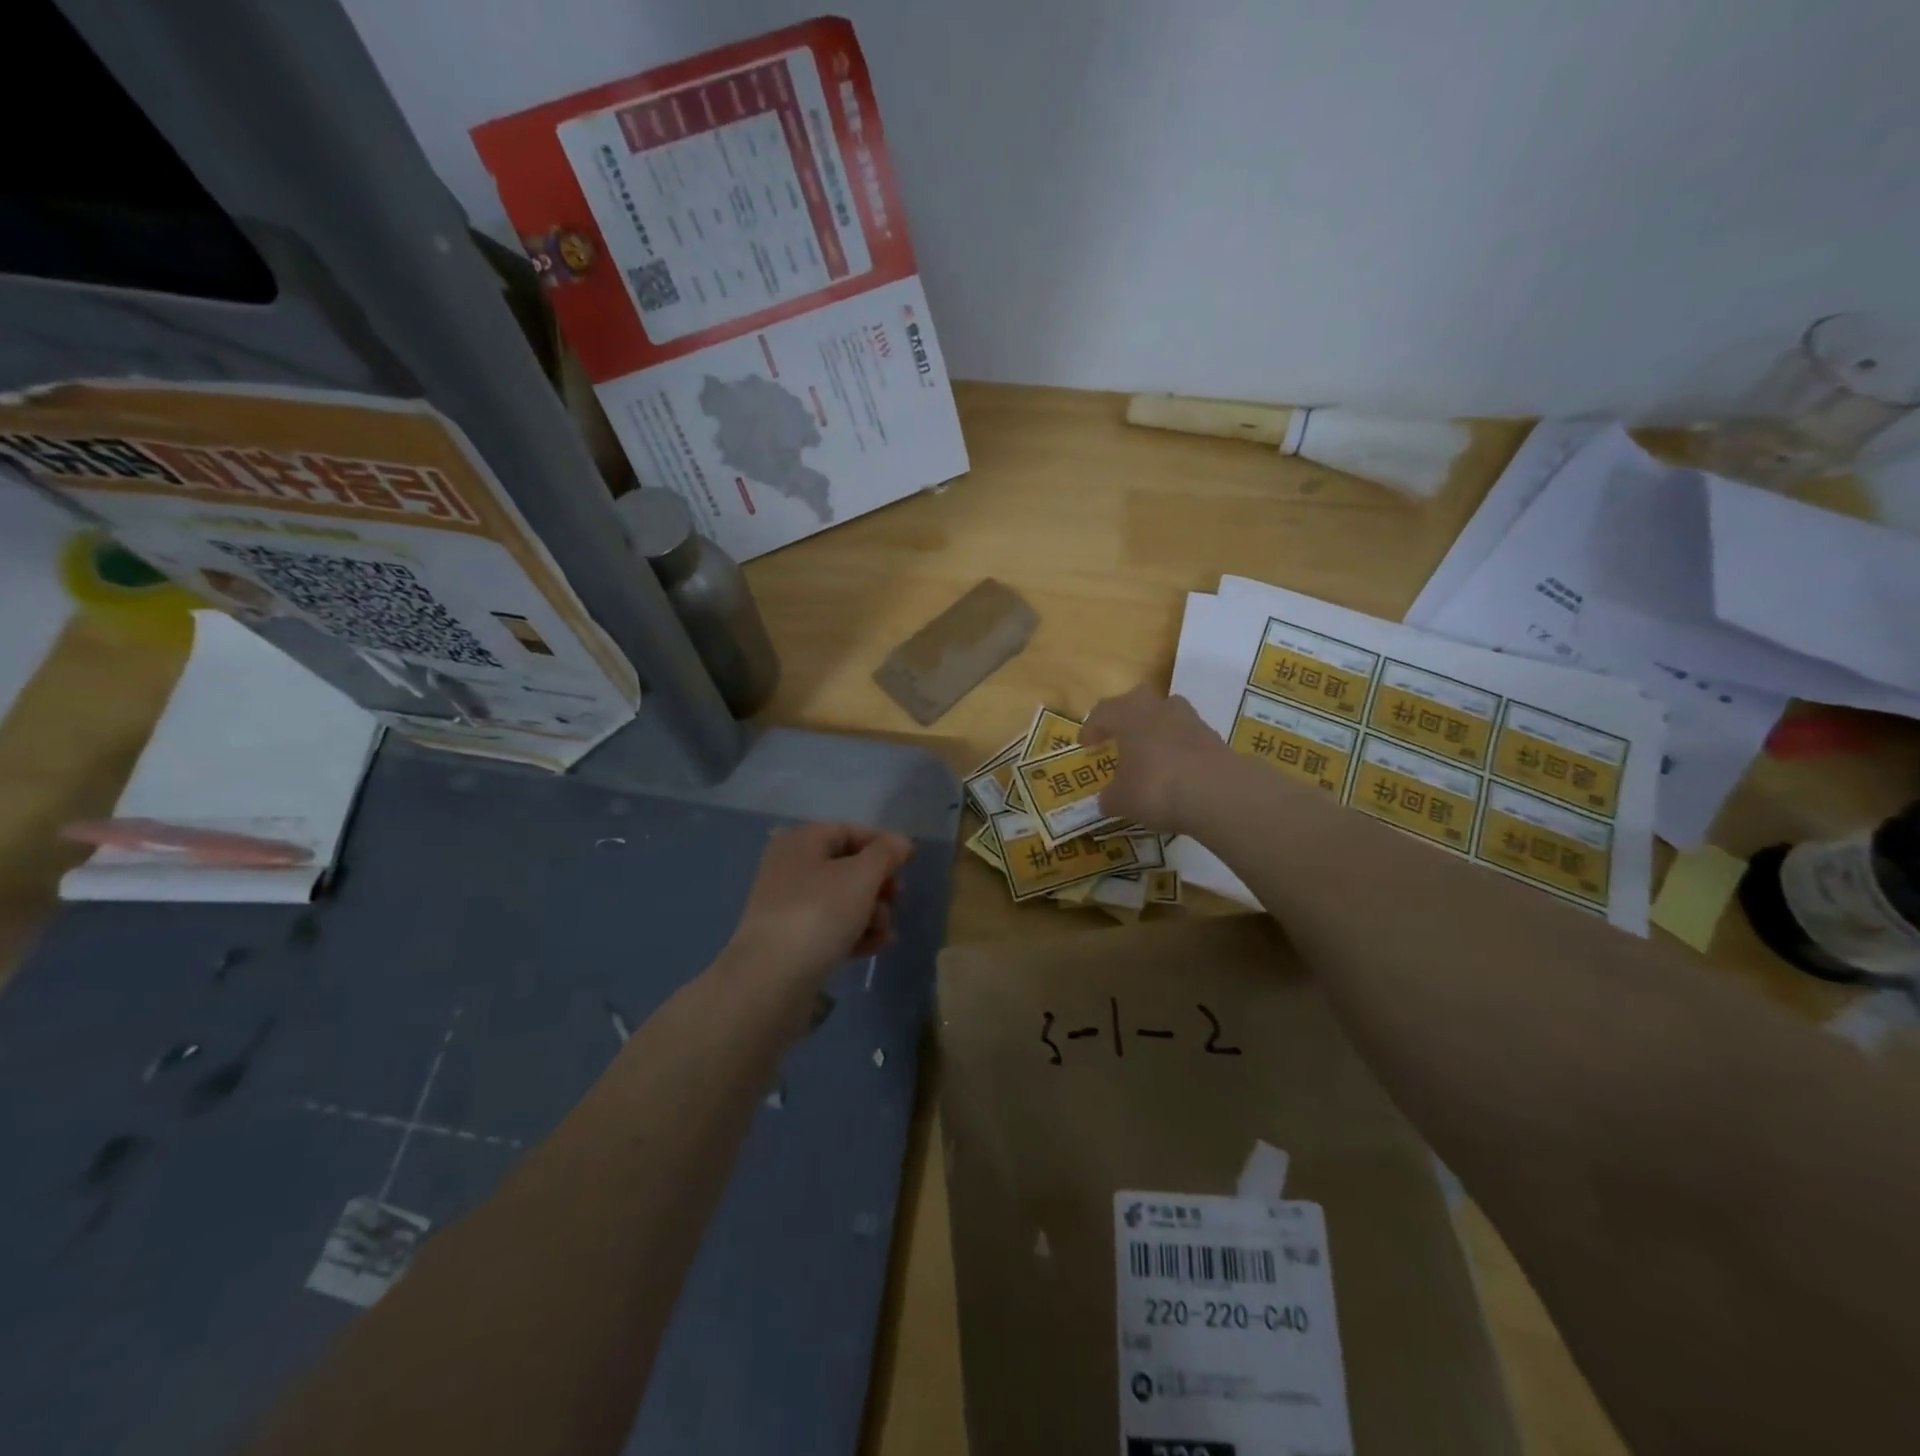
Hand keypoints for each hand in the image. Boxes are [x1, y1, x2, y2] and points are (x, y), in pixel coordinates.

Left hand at [723, 822, 913, 991]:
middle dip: (878, 884)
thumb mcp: (861, 876)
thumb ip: (885, 853)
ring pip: (841, 900)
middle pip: (846, 867)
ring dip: (871, 913)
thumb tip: (900, 841)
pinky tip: (874, 947)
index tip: (909, 862)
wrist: (770, 980)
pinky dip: (854, 933)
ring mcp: (787, 907)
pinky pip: (830, 928)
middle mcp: (789, 869)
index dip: (881, 843)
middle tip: (897, 898)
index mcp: (800, 843)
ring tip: (885, 932)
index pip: (848, 831)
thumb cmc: (819, 913)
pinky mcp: (790, 942)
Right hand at [1082, 686, 1234, 835]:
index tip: (1086, 745)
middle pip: (1138, 702)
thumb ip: (1110, 797)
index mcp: (1128, 714)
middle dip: (1126, 718)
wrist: (1219, 793)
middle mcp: (1158, 708)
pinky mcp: (1214, 738)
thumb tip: (1107, 800)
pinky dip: (1178, 750)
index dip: (1091, 728)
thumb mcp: (1121, 800)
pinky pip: (1187, 738)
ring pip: (1166, 716)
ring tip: (1149, 756)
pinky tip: (1174, 773)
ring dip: (1155, 731)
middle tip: (1119, 739)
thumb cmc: (1156, 787)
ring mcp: (1191, 720)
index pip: (1103, 712)